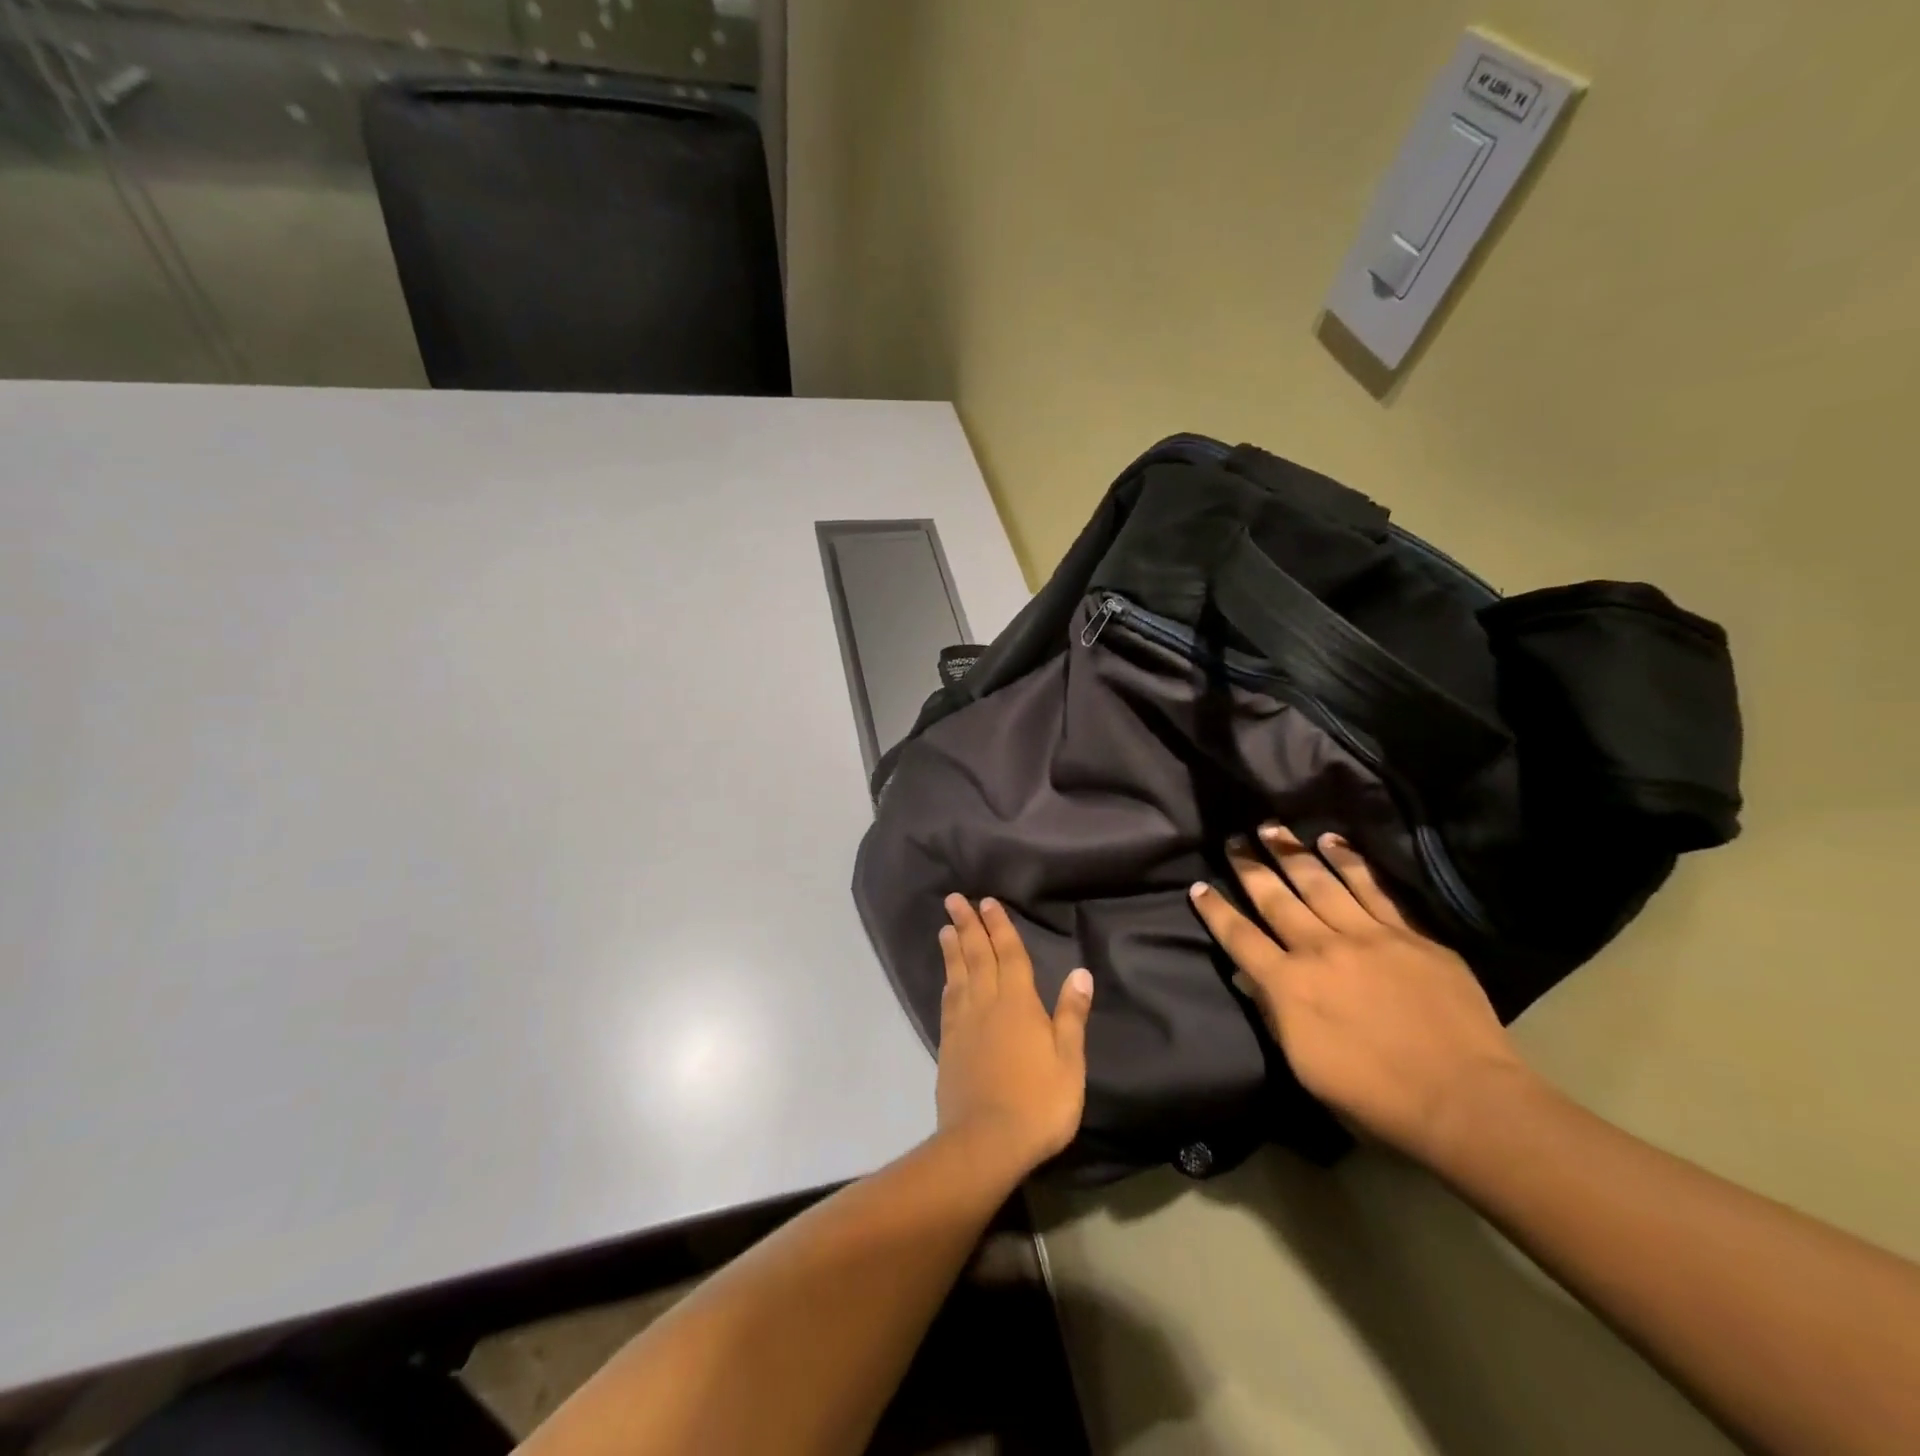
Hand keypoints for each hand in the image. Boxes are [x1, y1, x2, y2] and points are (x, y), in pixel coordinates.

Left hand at [935, 895, 1093, 1178]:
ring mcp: (964, 1025)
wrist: (986, 1143)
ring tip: (945, 927)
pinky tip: (947, 979)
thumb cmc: (1038, 1102)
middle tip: (954, 899)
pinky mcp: (949, 1045)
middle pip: (977, 957)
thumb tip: (1080, 972)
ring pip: (958, 975)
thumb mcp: (1069, 1061)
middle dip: (968, 926)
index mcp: (1019, 1004)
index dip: (999, 927)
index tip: (987, 902)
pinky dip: (948, 982)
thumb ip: (1071, 1015)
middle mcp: (987, 1005)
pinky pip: (948, 1003)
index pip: (1010, 955)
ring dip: (953, 948)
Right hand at [1189, 824, 1532, 1168]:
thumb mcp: (1306, 1067)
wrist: (1465, 1101)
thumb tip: (1249, 977)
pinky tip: (1333, 841)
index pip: (1239, 937)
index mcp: (1289, 986)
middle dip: (1249, 868)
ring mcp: (1367, 937)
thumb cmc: (1376, 1098)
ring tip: (1273, 829)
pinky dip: (1350, 861)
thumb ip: (1274, 1015)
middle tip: (1233, 840)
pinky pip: (1373, 888)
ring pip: (1320, 883)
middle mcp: (1320, 950)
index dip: (1216, 911)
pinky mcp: (1409, 935)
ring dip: (1292, 853)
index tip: (1198, 886)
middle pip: (1275, 899)